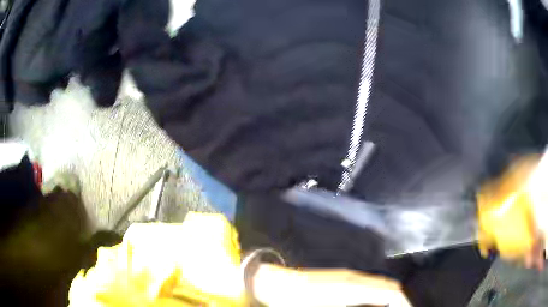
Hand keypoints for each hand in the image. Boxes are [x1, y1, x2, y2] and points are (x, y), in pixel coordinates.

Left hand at [253, 264, 412, 306]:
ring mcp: (349, 276)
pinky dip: (379, 293)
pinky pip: (369, 284)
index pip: (391, 292)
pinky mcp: (342, 277)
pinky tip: (375, 301)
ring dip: (389, 296)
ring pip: (380, 284)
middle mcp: (356, 278)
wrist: (276, 284)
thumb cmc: (296, 302)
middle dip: (399, 299)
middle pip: (389, 286)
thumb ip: (358, 303)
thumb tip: (377, 303)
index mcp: (354, 288)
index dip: (403, 302)